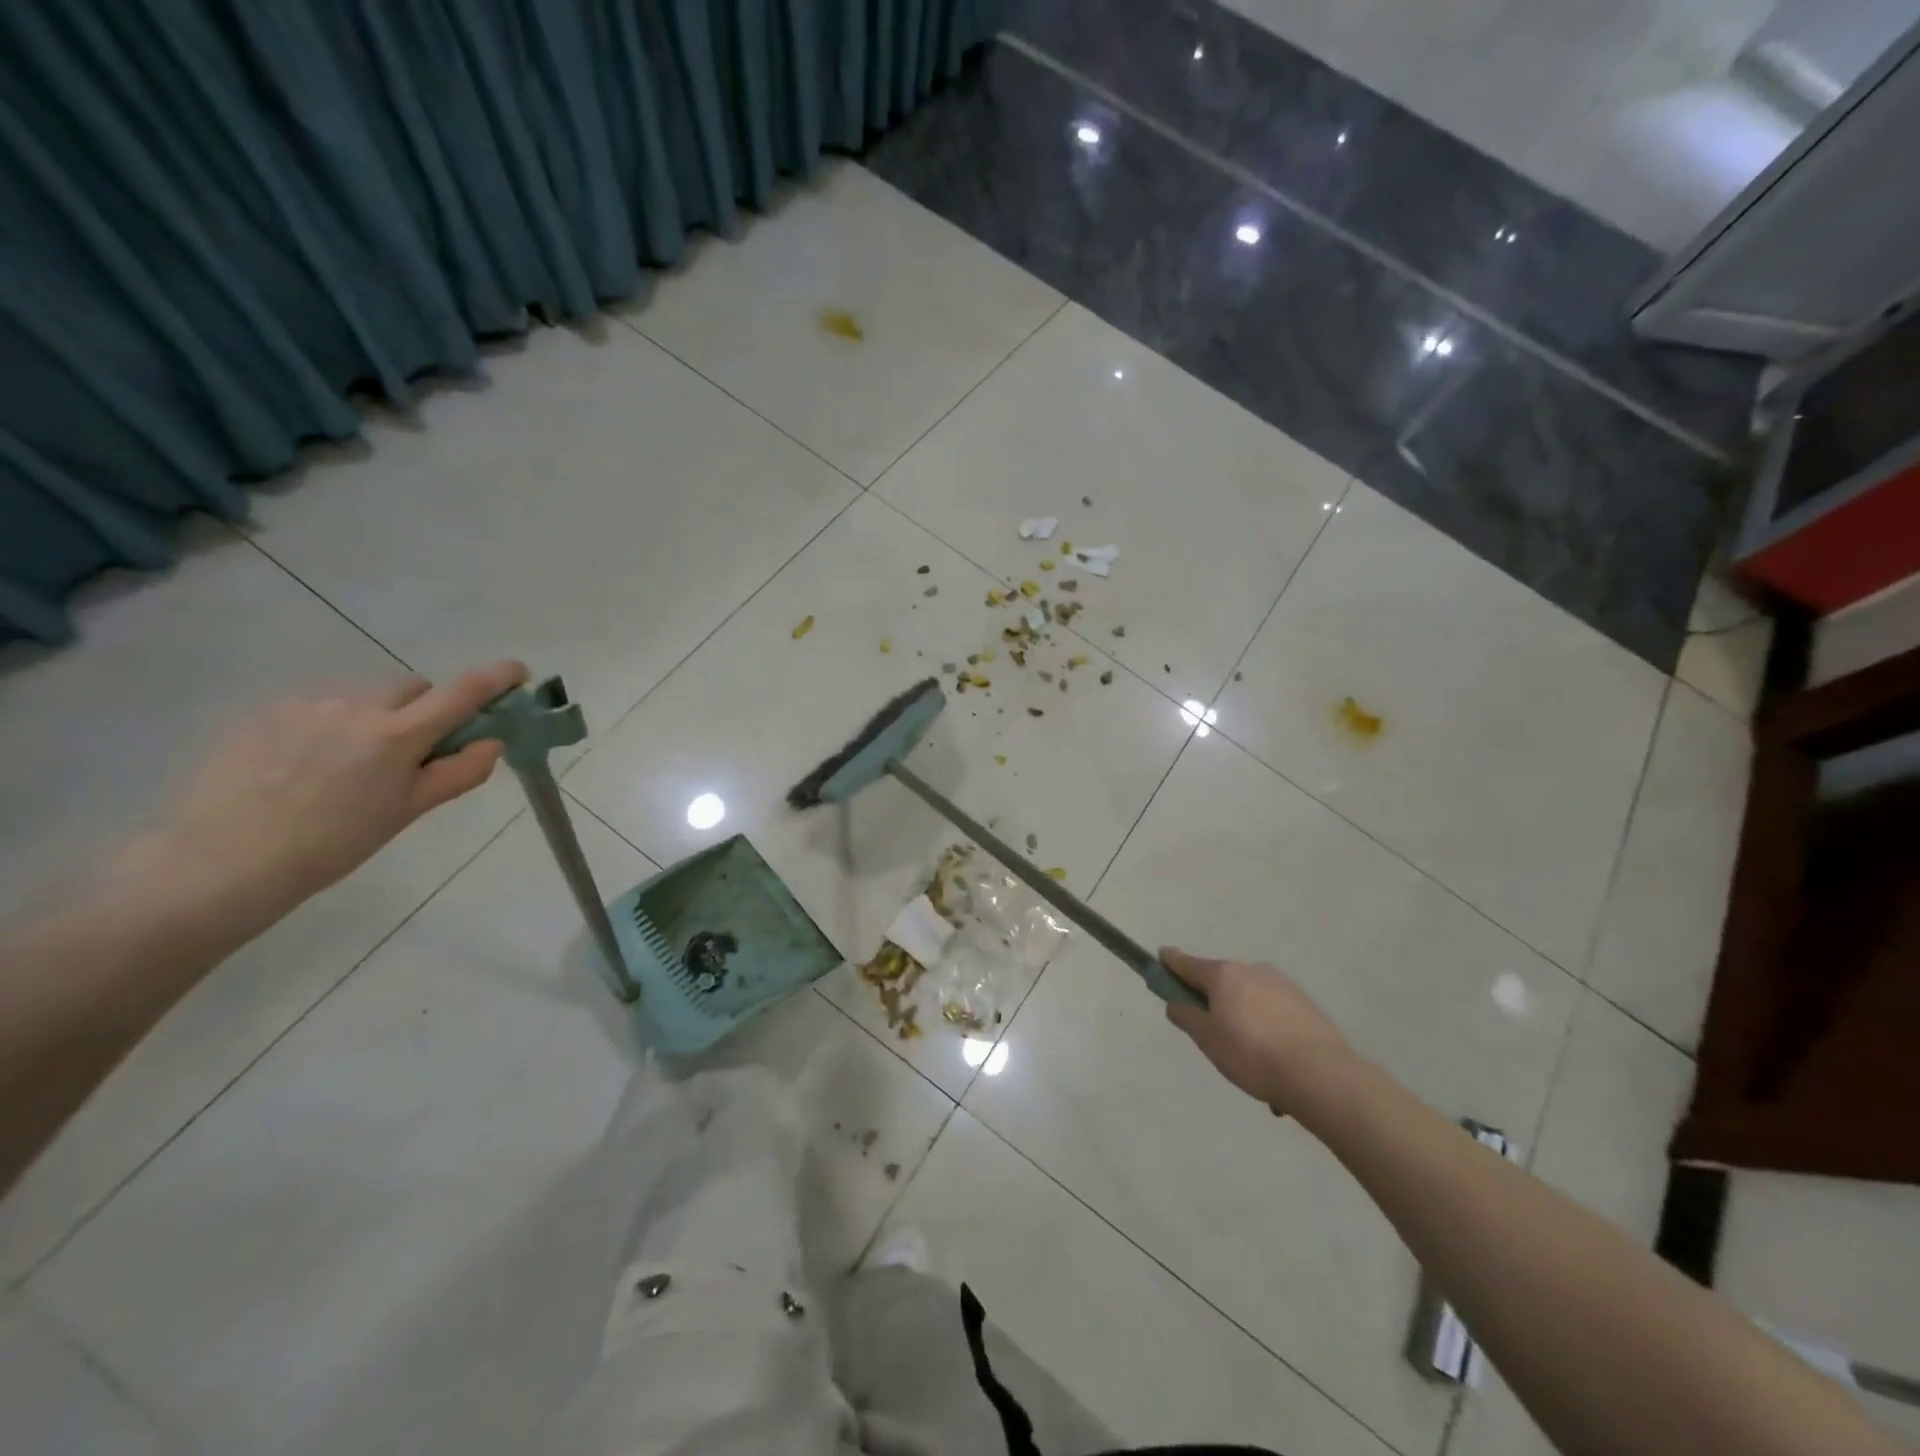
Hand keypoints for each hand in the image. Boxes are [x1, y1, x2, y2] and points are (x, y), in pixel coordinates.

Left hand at [149, 661, 527, 913]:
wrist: (223, 860)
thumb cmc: (333, 844)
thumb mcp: (407, 813)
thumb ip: (457, 773)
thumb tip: (491, 743)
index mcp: (398, 735)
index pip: (462, 693)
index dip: (496, 678)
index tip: (517, 671)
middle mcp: (358, 707)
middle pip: (412, 687)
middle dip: (425, 708)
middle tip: (413, 750)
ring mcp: (308, 705)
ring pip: (364, 698)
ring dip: (374, 718)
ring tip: (345, 766)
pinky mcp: (267, 712)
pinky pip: (319, 707)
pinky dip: (329, 726)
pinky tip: (304, 765)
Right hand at [1161, 949, 1352, 1113]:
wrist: (1320, 1075)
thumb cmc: (1251, 1054)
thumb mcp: (1207, 1039)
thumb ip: (1186, 1016)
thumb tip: (1176, 1003)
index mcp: (1224, 974)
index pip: (1187, 963)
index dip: (1170, 962)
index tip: (1161, 958)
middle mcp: (1252, 970)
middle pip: (1221, 980)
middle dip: (1212, 999)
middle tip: (1211, 1034)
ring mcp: (1282, 984)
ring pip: (1249, 997)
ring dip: (1242, 1017)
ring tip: (1249, 1059)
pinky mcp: (1305, 1004)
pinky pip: (1273, 1012)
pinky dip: (1266, 1028)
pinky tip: (1273, 1061)